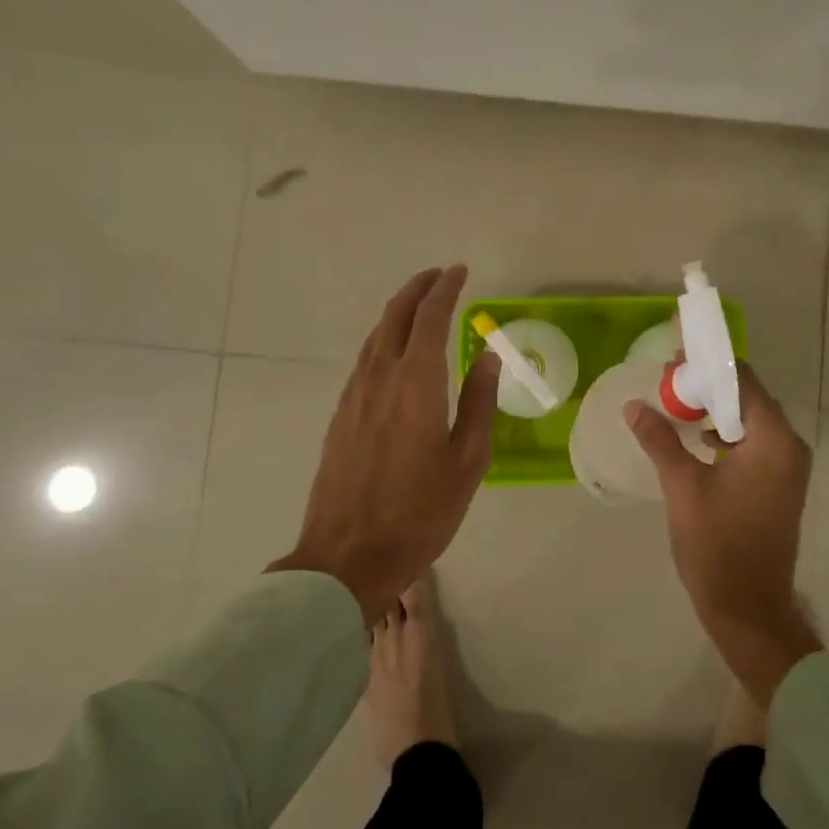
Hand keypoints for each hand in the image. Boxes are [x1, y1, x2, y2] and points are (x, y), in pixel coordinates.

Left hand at [269, 266, 497, 622]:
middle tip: (439, 276)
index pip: (430, 318)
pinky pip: (364, 359)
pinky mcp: (340, 415)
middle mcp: (380, 377)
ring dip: (398, 312)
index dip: (445, 289)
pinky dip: (384, 339)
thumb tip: (487, 357)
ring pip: (376, 336)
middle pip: (395, 315)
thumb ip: (479, 403)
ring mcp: (354, 395)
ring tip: (420, 306)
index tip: (459, 271)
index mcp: (416, 383)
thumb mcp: (468, 461)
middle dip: (417, 289)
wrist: (347, 557)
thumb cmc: (420, 512)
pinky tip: (395, 352)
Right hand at [628, 363, 822, 705]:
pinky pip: (752, 442)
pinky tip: (694, 438)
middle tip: (666, 377)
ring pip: (749, 419)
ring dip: (713, 408)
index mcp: (772, 440)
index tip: (675, 351)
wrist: (749, 610)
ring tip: (674, 403)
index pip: (742, 379)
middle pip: (747, 396)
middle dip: (707, 383)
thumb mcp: (682, 487)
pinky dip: (724, 432)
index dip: (708, 361)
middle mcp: (788, 445)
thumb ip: (660, 439)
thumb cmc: (717, 546)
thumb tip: (634, 405)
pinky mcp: (779, 483)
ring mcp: (787, 466)